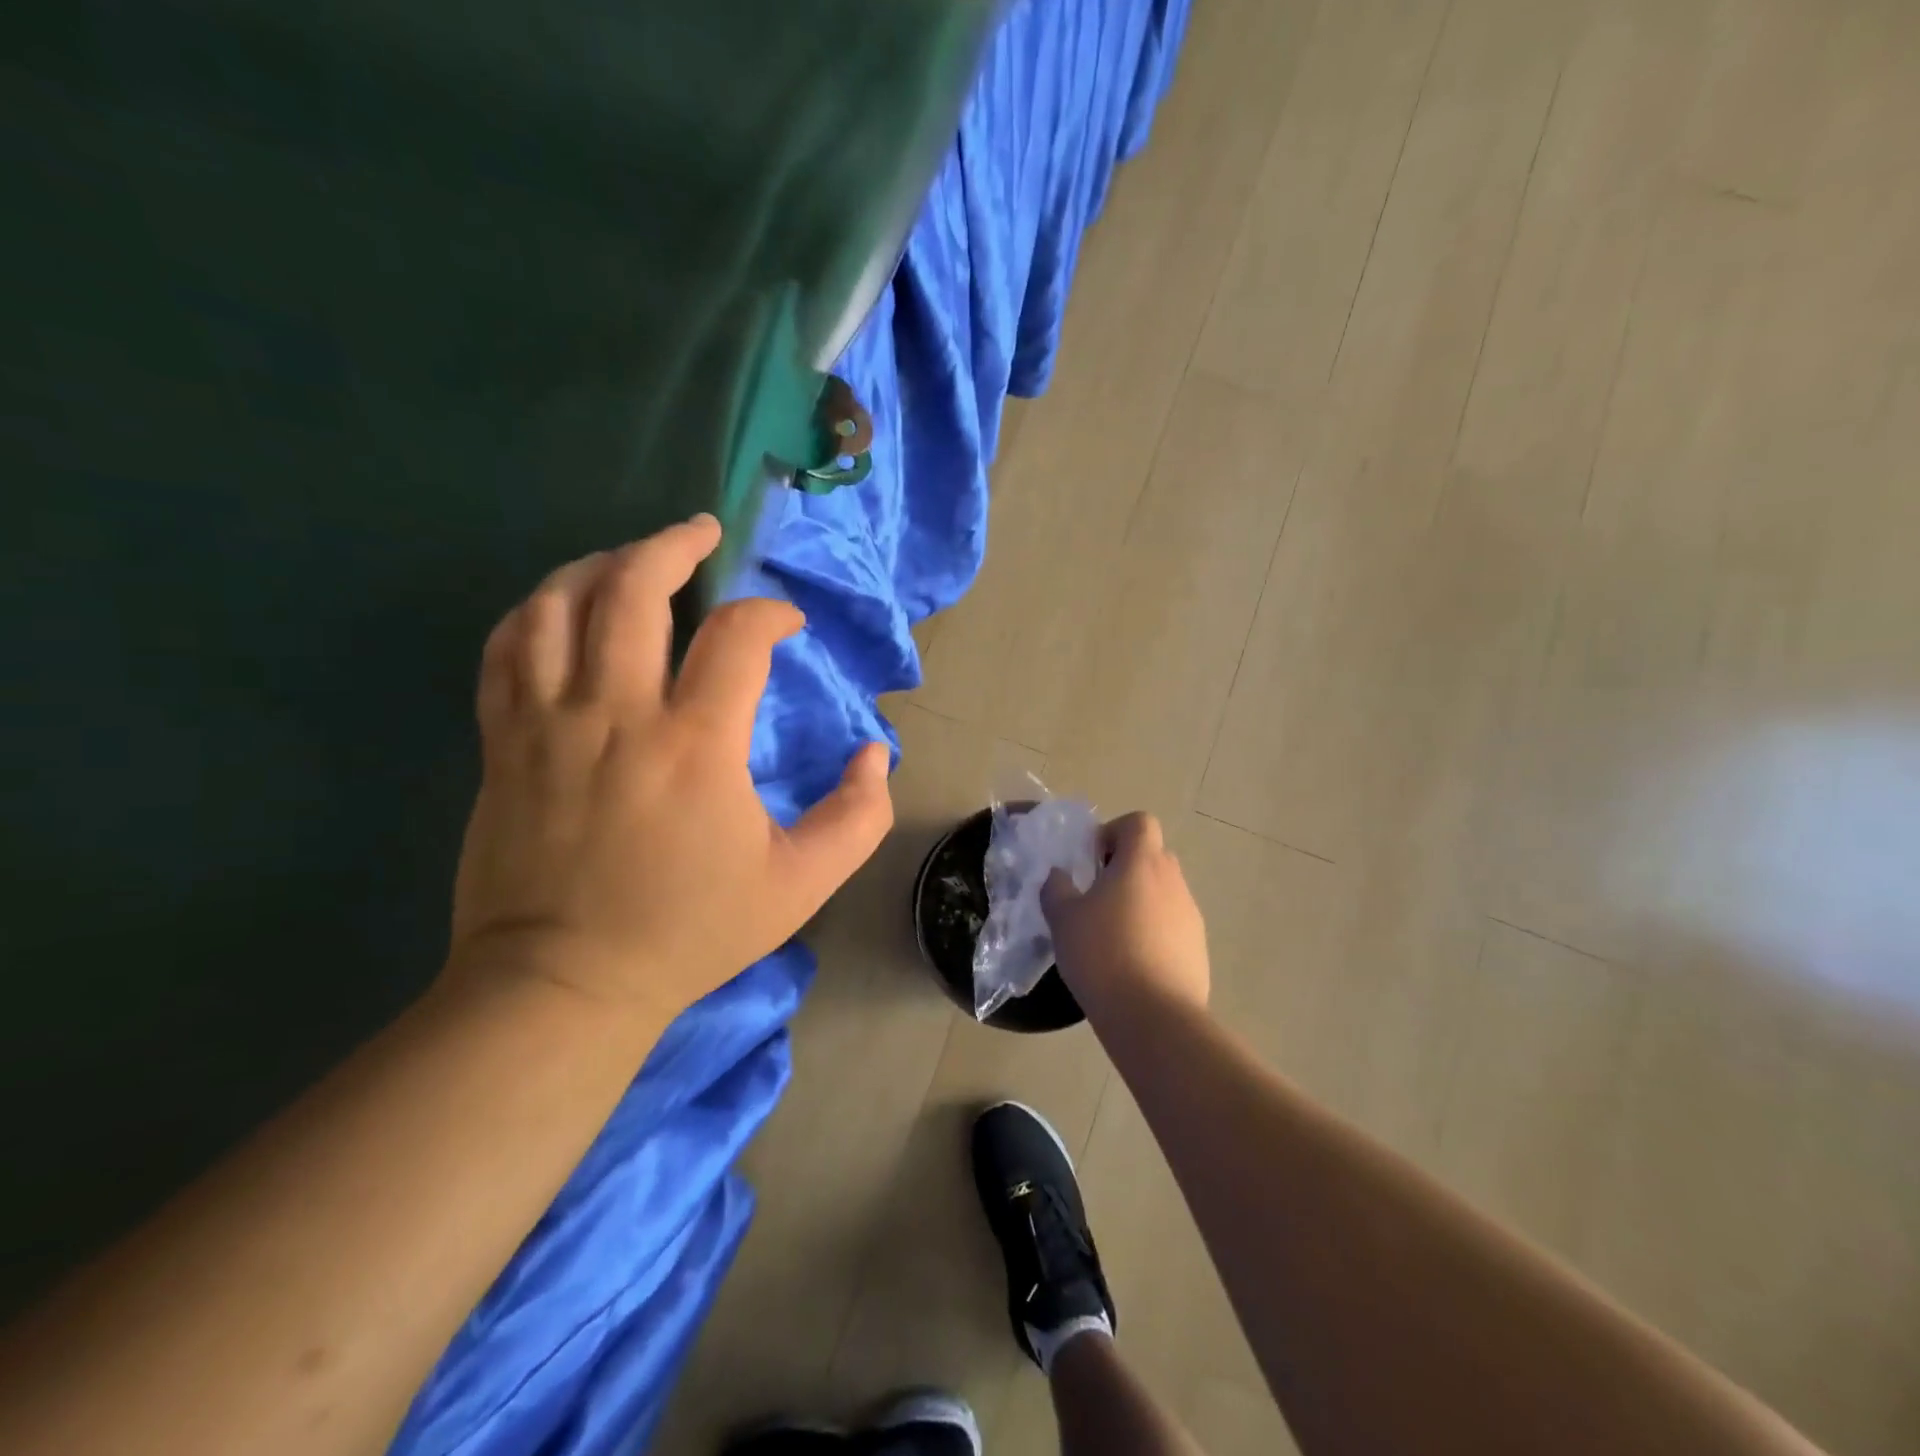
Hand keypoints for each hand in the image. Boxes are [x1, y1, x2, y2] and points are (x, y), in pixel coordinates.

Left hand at [447, 515, 893, 1026]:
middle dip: (675, 545)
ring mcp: (547, 723)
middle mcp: (617, 714)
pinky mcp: (503, 743)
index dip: (770, 613)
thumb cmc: (690, 932)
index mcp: (696, 745)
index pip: (738, 636)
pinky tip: (562, 606)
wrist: (564, 983)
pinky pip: (506, 648)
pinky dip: (537, 610)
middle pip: (634, 587)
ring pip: (558, 603)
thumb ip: (859, 817)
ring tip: (632, 557)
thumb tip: (874, 754)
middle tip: (702, 533)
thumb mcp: (802, 885)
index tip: (786, 625)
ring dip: (601, 564)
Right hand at [1041, 812, 1209, 1013]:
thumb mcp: (1063, 918)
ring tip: (1112, 937)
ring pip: (1163, 894)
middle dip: (1125, 869)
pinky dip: (1154, 934)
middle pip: (1153, 857)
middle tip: (1097, 898)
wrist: (1154, 1017)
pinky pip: (1173, 927)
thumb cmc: (1103, 954)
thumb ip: (1057, 889)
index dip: (1115, 832)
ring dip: (1140, 903)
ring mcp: (1191, 916)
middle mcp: (1173, 881)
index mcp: (1141, 863)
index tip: (1093, 861)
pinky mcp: (1198, 949)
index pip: (1139, 822)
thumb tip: (1060, 876)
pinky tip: (1131, 965)